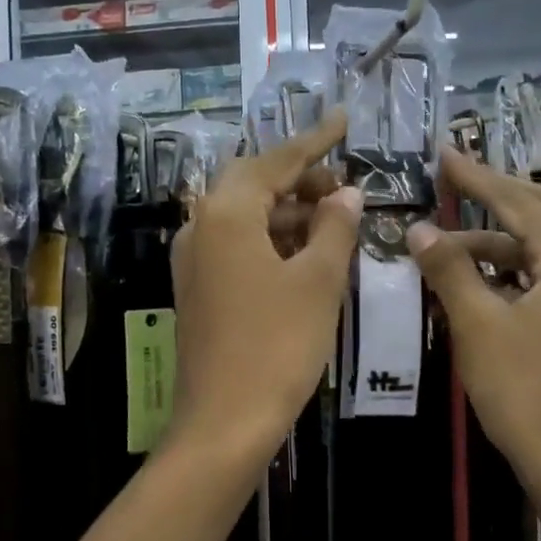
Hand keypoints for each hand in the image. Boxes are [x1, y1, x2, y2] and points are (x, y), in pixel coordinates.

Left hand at [168, 109, 361, 463]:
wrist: (224, 421)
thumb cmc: (277, 345)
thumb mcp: (318, 281)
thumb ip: (334, 228)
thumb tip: (347, 194)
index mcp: (226, 213)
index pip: (275, 161)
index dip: (315, 141)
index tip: (345, 119)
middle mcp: (200, 226)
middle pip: (253, 183)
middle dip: (300, 178)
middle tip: (344, 184)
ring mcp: (193, 260)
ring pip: (244, 216)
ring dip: (287, 211)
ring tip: (334, 219)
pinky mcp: (197, 288)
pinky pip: (236, 245)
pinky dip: (271, 240)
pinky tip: (304, 254)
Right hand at [407, 146, 540, 540]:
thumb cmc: (523, 392)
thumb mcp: (478, 326)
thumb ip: (449, 270)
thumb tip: (419, 229)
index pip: (519, 202)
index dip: (478, 177)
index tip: (443, 154)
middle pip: (538, 215)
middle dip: (492, 195)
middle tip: (450, 178)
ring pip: (536, 250)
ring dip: (492, 241)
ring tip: (441, 246)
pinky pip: (539, 278)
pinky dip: (504, 270)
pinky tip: (472, 278)